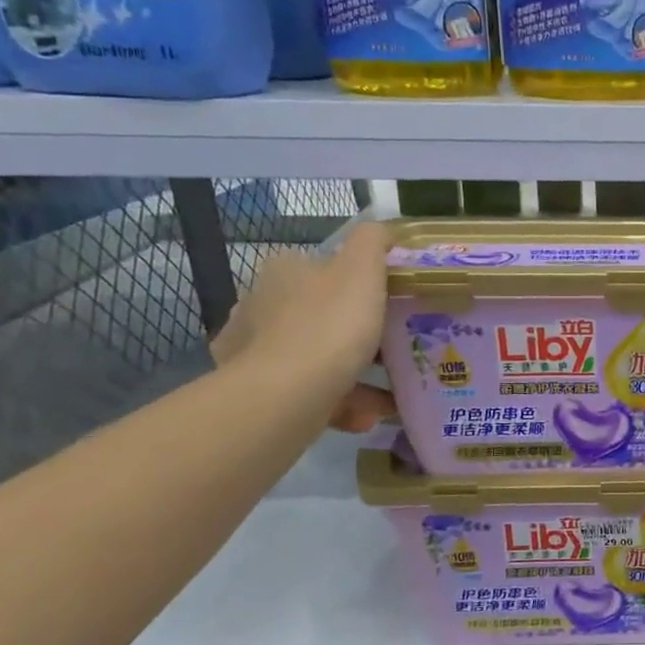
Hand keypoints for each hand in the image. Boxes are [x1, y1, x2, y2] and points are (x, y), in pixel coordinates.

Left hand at [210, 221, 396, 431]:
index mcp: (283, 271)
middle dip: (357, 337)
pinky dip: (337, 403)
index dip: (359, 286)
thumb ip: (372, 242)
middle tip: (393, 354)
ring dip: (353, 377)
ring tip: (387, 397)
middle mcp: (259, 305)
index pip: (324, 269)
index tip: (387, 307)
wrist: (286, 394)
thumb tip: (381, 228)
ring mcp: (251, 350)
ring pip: (315, 358)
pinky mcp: (254, 391)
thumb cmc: (330, 325)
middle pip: (321, 316)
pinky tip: (363, 416)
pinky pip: (307, 393)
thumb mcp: (363, 270)